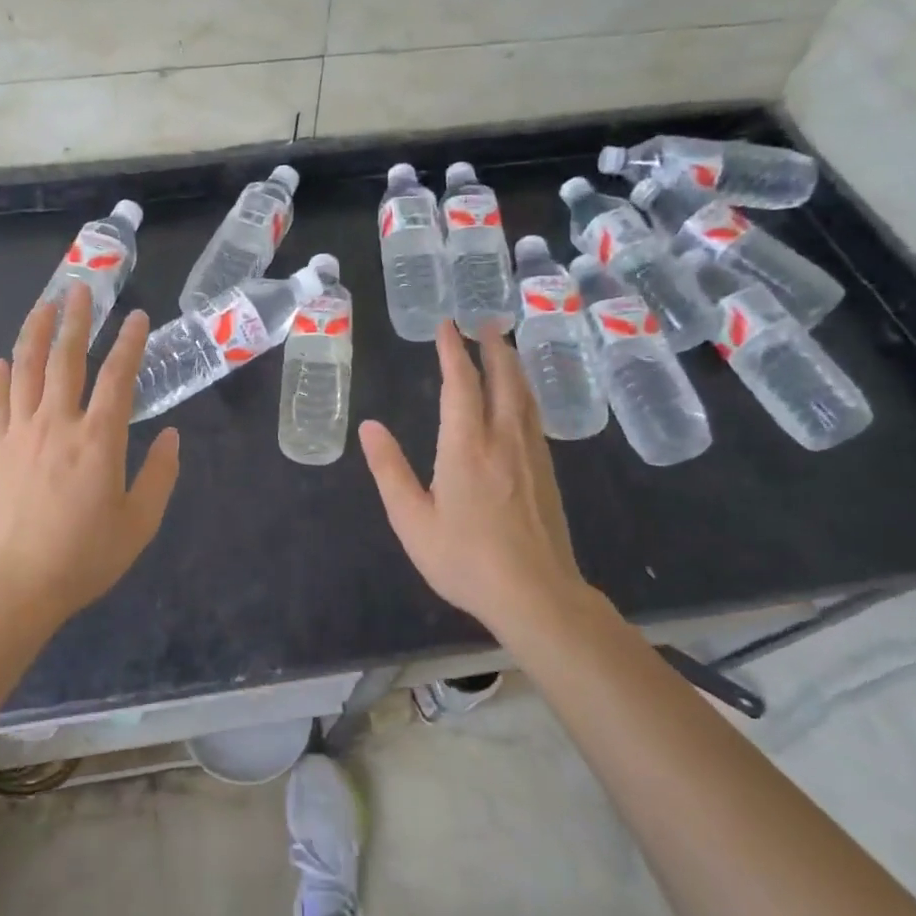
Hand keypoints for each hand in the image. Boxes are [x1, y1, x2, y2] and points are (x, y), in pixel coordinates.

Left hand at [0, 283, 180, 625]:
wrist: (14, 585)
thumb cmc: (84, 556)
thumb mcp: (139, 523)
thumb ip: (160, 476)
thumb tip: (173, 438)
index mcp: (99, 439)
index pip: (117, 377)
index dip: (130, 343)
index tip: (137, 317)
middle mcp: (58, 423)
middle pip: (66, 359)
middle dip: (76, 320)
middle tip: (81, 289)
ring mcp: (20, 433)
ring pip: (27, 370)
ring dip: (36, 334)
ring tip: (43, 306)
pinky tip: (1, 361)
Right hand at [359, 320, 586, 632]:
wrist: (536, 595)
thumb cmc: (465, 559)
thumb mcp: (413, 520)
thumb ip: (390, 470)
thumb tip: (369, 427)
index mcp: (466, 447)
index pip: (460, 385)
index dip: (453, 352)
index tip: (447, 325)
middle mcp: (503, 440)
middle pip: (503, 380)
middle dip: (494, 347)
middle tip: (486, 320)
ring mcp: (530, 455)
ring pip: (524, 396)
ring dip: (513, 365)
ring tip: (505, 346)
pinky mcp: (546, 472)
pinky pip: (534, 416)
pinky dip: (525, 393)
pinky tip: (522, 398)